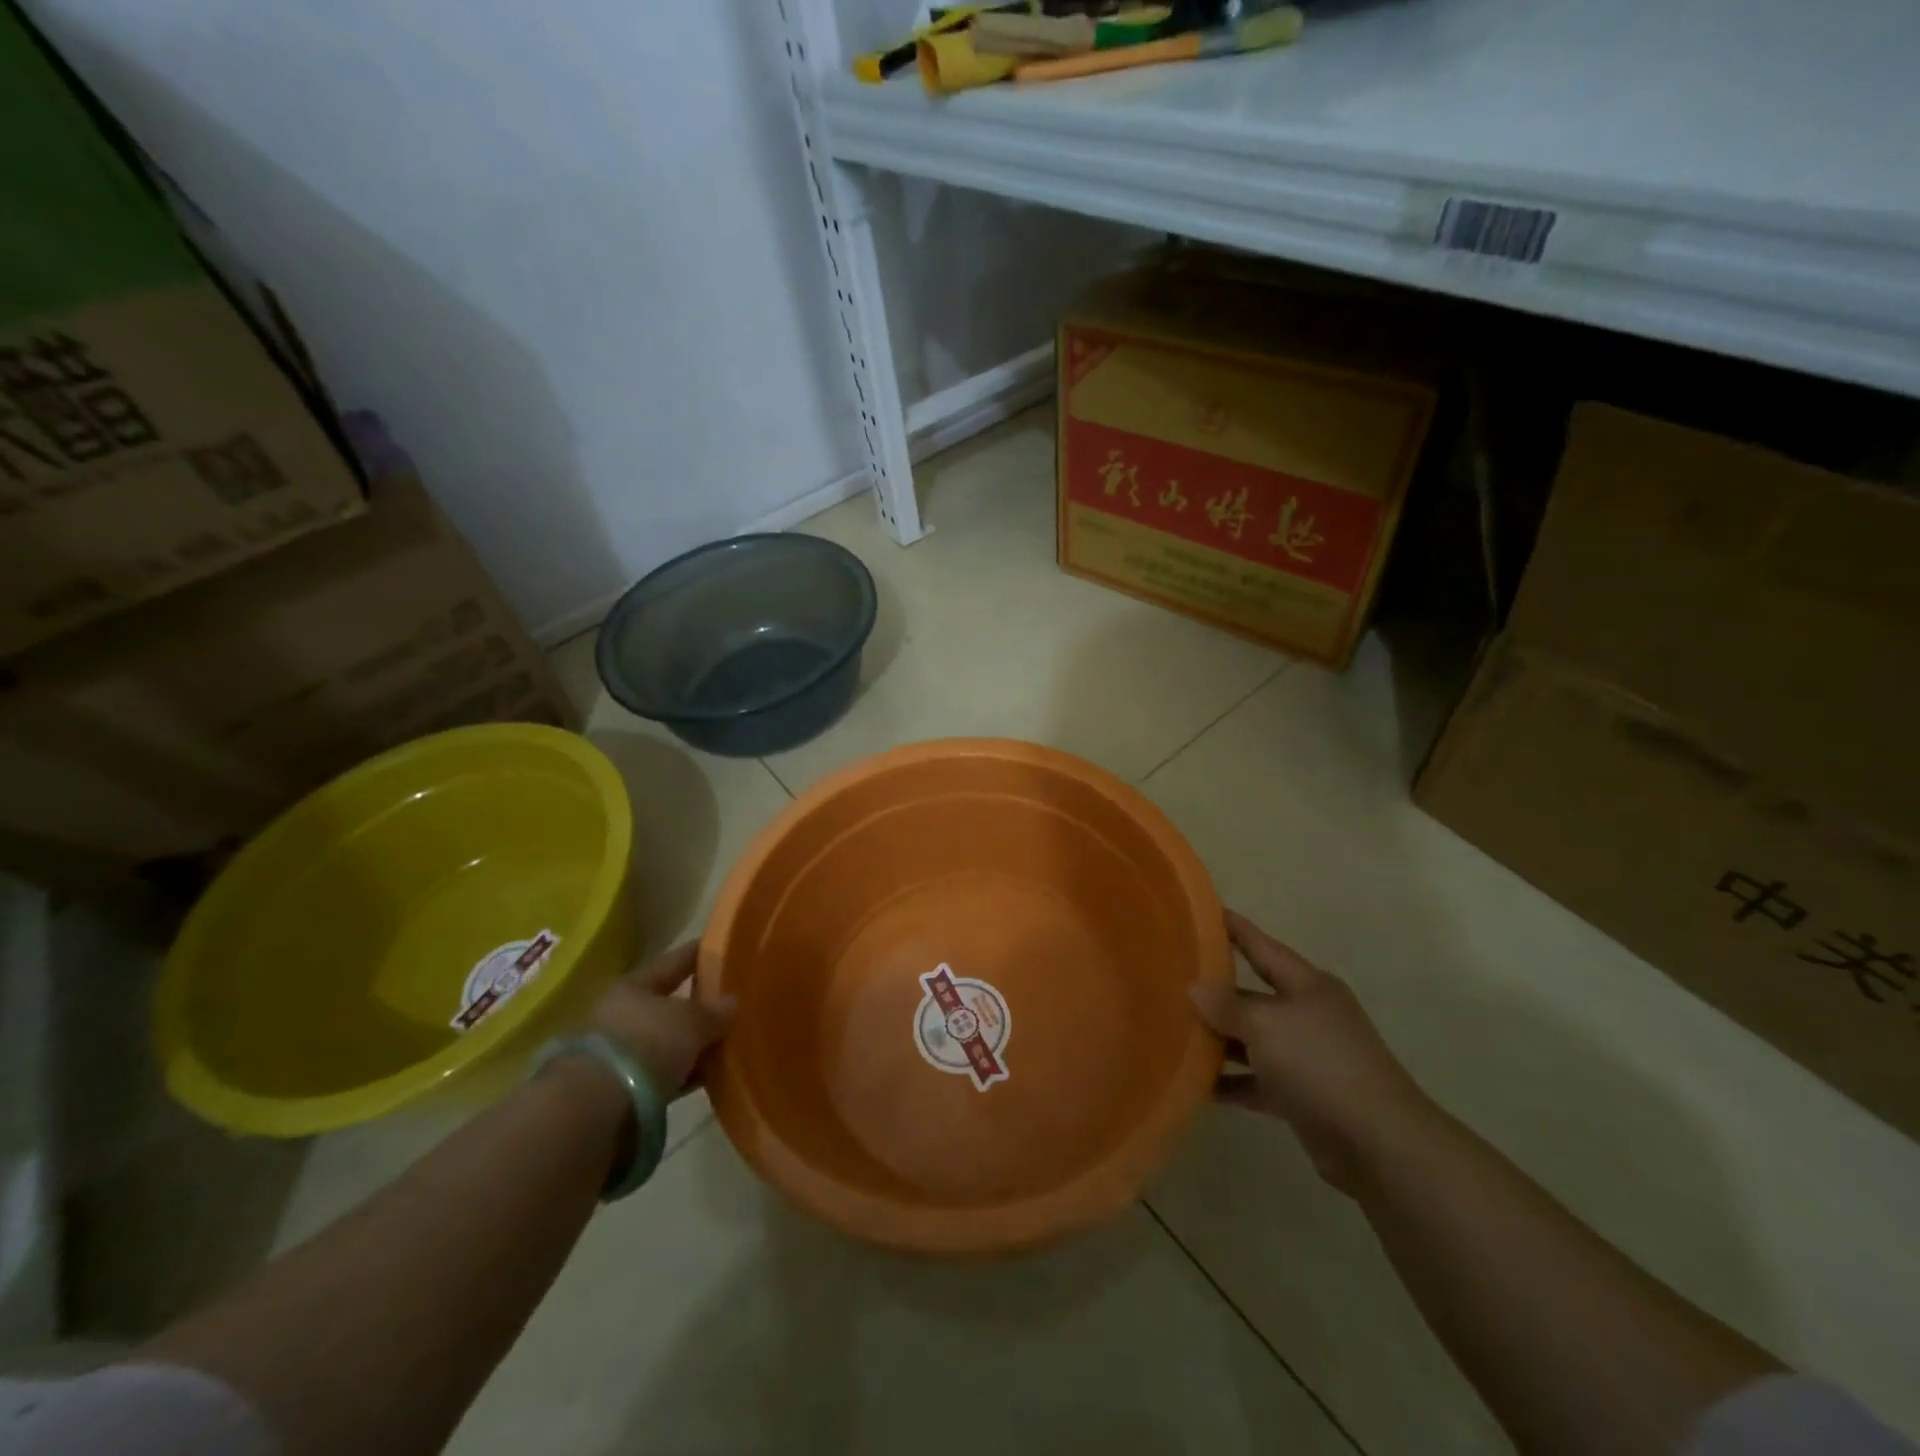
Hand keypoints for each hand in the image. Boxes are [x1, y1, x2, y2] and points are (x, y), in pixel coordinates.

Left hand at [589, 943, 732, 1097]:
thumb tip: (734, 1002)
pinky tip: (709, 1074)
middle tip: (732, 1002)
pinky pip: (664, 1072)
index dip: (699, 954)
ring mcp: (620, 1053)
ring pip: (667, 1040)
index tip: (724, 948)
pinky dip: (685, 1072)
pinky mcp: (623, 1089)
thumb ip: (715, 1011)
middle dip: (698, 1005)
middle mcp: (622, 1014)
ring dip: (692, 1043)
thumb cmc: (647, 1044)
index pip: (674, 962)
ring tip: (726, 1042)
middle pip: (668, 1004)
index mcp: (634, 986)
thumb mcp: (691, 1022)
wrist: (598, 1109)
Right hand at [1191, 911, 1430, 1194]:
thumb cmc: (1320, 1064)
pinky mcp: (1302, 1097)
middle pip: (1253, 995)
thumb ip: (1227, 1005)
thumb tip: (1195, 988)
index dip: (1235, 929)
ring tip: (1173, 1032)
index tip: (1204, 912)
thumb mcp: (1266, 1024)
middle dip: (1216, 991)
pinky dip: (1230, 1082)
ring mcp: (1306, 1058)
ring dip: (1218, 1039)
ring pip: (1252, 1040)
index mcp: (1307, 986)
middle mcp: (1307, 1015)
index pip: (1262, 947)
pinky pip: (1256, 1082)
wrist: (1378, 1143)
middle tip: (1170, 979)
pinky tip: (1196, 1084)